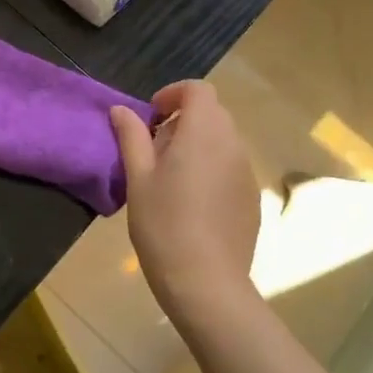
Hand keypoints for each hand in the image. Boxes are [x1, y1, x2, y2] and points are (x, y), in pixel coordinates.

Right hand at [111, 81, 259, 326]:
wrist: (206, 283)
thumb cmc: (163, 224)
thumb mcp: (138, 178)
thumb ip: (131, 137)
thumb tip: (121, 110)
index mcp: (203, 132)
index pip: (198, 90)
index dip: (173, 94)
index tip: (151, 117)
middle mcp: (232, 144)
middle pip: (212, 113)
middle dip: (183, 120)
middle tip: (154, 149)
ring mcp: (247, 172)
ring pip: (223, 141)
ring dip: (198, 144)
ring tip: (171, 178)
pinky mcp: (252, 198)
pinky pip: (231, 167)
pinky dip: (212, 168)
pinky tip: (192, 203)